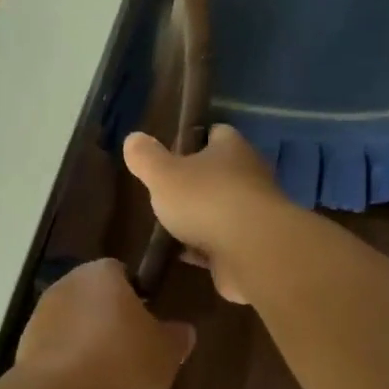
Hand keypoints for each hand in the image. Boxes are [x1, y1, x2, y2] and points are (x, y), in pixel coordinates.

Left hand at [14, 259, 193, 388]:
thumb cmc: (121, 362)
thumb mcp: (165, 354)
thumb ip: (176, 338)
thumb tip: (184, 330)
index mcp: (102, 273)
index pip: (122, 272)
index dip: (136, 296)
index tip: (146, 324)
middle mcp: (68, 282)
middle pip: (94, 296)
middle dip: (109, 318)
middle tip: (130, 350)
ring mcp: (41, 311)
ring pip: (73, 320)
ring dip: (85, 339)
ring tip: (106, 374)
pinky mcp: (25, 342)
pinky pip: (55, 345)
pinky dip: (67, 359)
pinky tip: (81, 386)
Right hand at [123, 126, 285, 304]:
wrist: (253, 252)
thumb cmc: (206, 200)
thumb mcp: (163, 174)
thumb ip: (146, 157)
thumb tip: (134, 138)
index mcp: (231, 149)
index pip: (217, 133)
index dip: (197, 138)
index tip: (175, 148)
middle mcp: (250, 175)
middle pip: (222, 171)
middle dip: (198, 180)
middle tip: (169, 189)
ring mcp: (255, 213)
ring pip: (224, 208)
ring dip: (203, 216)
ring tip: (172, 224)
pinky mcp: (254, 246)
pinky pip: (224, 242)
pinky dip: (207, 247)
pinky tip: (184, 255)